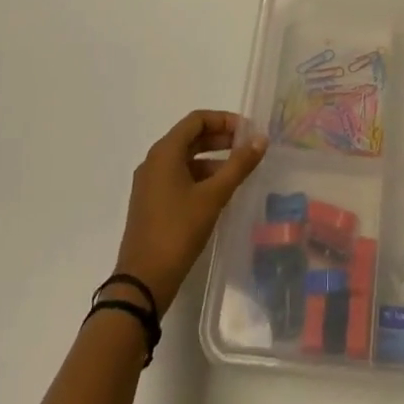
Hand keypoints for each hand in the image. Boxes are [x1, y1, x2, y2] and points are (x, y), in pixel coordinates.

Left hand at [113, 110, 267, 315]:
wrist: (142, 283)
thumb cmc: (177, 231)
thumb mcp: (213, 196)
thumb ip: (238, 165)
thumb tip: (261, 139)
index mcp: (164, 152)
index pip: (197, 120)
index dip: (224, 120)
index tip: (248, 131)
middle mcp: (154, 161)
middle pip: (191, 137)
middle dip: (220, 138)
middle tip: (247, 148)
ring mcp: (150, 183)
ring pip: (185, 159)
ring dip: (212, 159)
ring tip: (238, 172)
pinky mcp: (151, 203)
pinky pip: (179, 177)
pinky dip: (200, 177)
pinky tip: (219, 193)